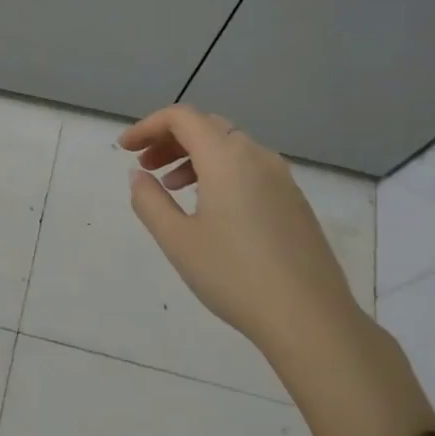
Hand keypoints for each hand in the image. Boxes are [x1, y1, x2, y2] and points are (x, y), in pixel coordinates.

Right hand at [120, 106, 365, 369]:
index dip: (147, 126)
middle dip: (170, 139)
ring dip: (194, 156)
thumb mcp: (177, 240)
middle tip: (144, 166)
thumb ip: (149, 201)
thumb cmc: (234, 276)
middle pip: (207, 126)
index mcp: (227, 158)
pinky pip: (249, 167)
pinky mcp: (294, 200)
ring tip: (171, 187)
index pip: (182, 117)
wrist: (309, 318)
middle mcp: (257, 156)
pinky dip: (220, 172)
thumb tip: (138, 176)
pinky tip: (209, 207)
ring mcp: (281, 178)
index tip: (125, 148)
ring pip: (230, 147)